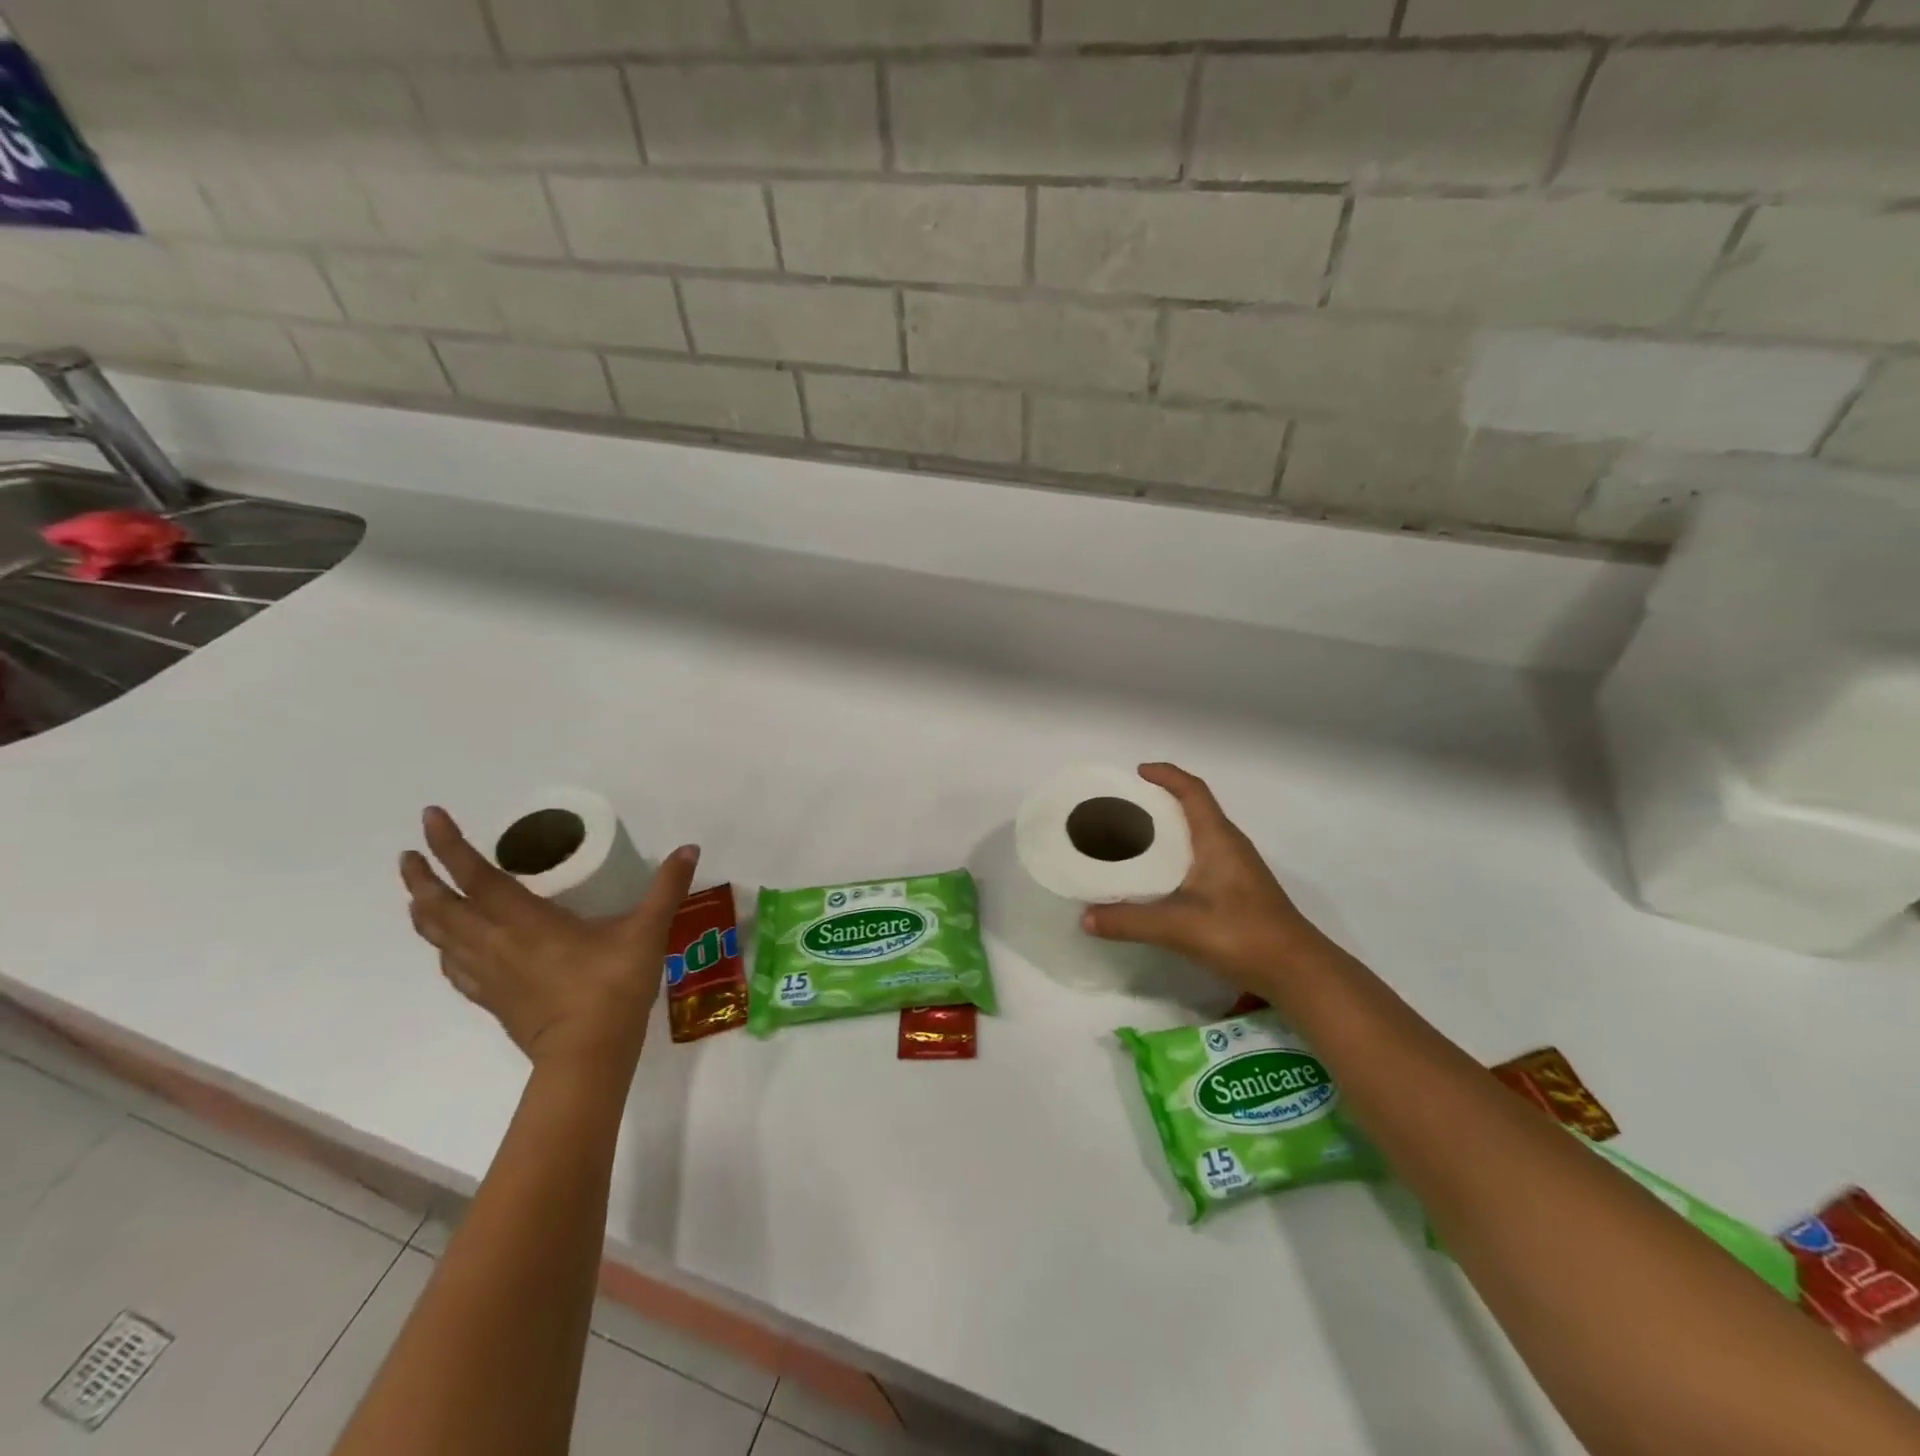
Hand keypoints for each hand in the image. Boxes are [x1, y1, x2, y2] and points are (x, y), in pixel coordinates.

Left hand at [400, 806, 698, 1074]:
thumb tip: (689, 848)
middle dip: (421, 878)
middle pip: (441, 907)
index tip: (429, 816)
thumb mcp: (647, 931)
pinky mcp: (491, 999)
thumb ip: (667, 888)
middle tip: (408, 855)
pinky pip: (453, 967)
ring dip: (424, 911)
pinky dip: (443, 948)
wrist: (587, 1055)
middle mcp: (495, 942)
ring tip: (418, 895)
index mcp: (525, 920)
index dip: (449, 844)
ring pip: (439, 938)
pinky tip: (448, 948)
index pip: (476, 875)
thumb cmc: (613, 987)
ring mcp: (488, 974)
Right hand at [1081, 764, 1329, 993]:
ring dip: (1170, 829)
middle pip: (1194, 808)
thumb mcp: (1178, 926)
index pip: (1193, 791)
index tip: (1138, 772)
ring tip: (1133, 838)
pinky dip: (1178, 855)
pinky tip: (1159, 878)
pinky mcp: (1238, 891)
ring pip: (1199, 835)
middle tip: (1123, 808)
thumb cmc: (1241, 934)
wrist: (1297, 971)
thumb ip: (1129, 921)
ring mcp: (1237, 869)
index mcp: (1217, 839)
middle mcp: (1229, 845)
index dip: (1167, 775)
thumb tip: (1085, 918)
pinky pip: (1202, 857)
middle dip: (1160, 801)